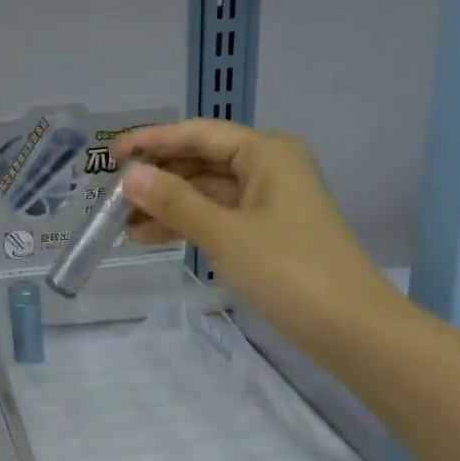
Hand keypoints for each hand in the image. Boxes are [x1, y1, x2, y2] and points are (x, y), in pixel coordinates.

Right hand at [112, 120, 398, 362]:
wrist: (348, 326)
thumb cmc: (288, 270)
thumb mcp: (224, 233)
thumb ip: (174, 202)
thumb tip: (130, 176)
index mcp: (265, 152)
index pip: (198, 134)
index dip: (153, 141)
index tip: (111, 154)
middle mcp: (267, 168)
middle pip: (201, 161)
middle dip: (157, 177)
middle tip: (111, 194)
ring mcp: (267, 202)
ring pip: (205, 192)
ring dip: (166, 205)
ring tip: (121, 223)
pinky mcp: (265, 233)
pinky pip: (216, 217)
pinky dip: (186, 224)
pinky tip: (151, 237)